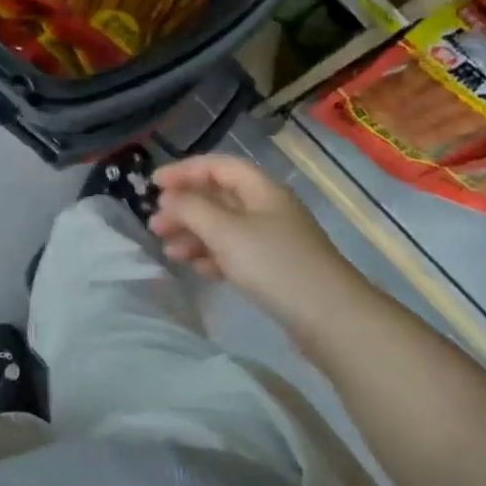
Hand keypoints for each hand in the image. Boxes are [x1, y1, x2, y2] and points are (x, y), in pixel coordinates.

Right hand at [149, 153, 348, 329]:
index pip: (218, 166)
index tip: (153, 184)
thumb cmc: (275, 265)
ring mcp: (273, 239)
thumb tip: (169, 199)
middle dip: (185, 208)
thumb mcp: (226, 232)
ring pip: (224, 227)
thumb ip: (192, 209)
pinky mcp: (275, 269)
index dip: (184, 171)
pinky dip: (212, 256)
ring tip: (168, 251)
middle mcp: (267, 208)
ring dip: (194, 234)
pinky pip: (235, 253)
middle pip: (218, 197)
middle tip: (155, 225)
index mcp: (262, 189)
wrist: (332, 318)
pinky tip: (197, 269)